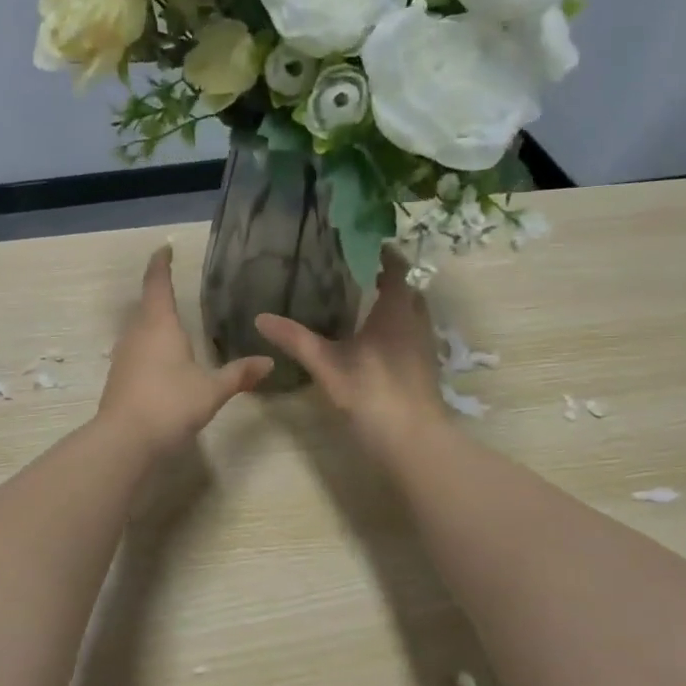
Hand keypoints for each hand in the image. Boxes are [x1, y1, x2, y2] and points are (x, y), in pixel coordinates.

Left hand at [99, 246, 271, 457]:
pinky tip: (161, 362)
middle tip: (174, 289)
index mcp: (159, 325)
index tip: (165, 249)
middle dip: (159, 295)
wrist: (125, 440)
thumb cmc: (170, 404)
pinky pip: (135, 352)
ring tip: (171, 325)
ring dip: (152, 323)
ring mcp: (123, 357)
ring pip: (138, 330)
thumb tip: (269, 362)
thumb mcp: (212, 390)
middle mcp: (137, 334)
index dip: (161, 264)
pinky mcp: (118, 378)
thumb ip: (239, 374)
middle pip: (146, 306)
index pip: (158, 284)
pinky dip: (148, 348)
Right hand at [254, 250, 448, 460]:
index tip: (364, 246)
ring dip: (394, 308)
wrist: (411, 439)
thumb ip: (296, 339)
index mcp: (396, 311)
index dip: (384, 255)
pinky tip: (374, 346)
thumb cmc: (371, 392)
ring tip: (364, 308)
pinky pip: (412, 338)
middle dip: (388, 281)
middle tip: (358, 277)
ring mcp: (424, 348)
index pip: (397, 270)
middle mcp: (416, 322)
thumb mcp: (327, 365)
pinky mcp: (424, 370)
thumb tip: (260, 317)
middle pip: (407, 292)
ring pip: (412, 316)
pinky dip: (397, 332)